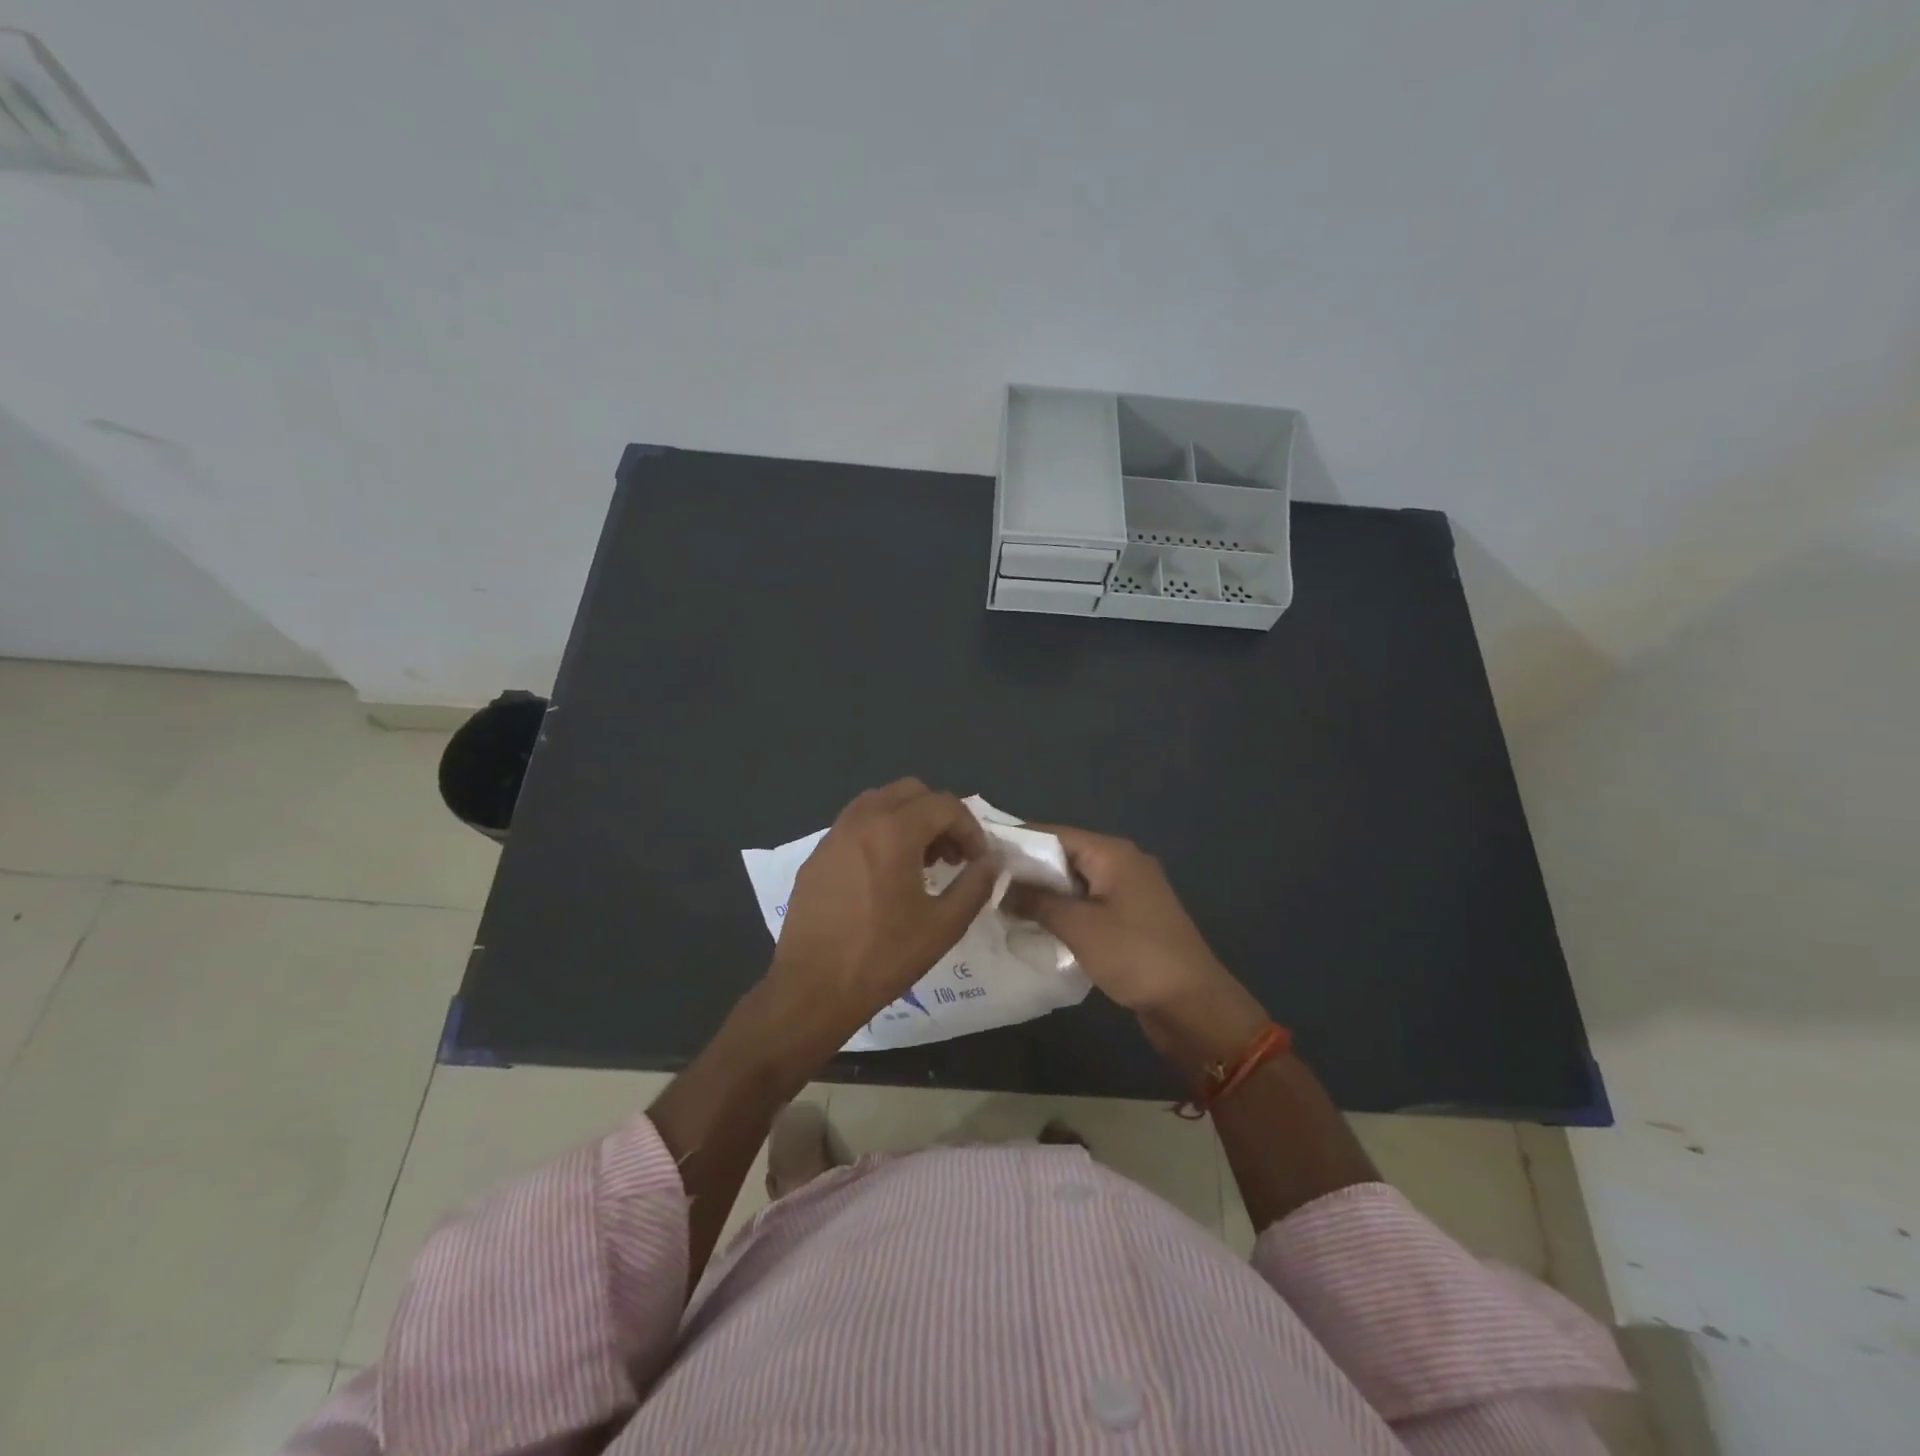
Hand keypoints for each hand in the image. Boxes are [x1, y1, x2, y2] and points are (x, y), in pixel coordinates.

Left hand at [766, 779, 996, 1041]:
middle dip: (939, 816)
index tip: (977, 861)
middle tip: (950, 856)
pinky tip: (883, 876)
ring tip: (919, 863)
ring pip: (879, 802)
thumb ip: (975, 885)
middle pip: (911, 792)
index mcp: (893, 831)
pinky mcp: (816, 855)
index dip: (970, 829)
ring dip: (908, 820)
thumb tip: (993, 861)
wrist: (812, 989)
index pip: (944, 804)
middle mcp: (861, 820)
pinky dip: (879, 833)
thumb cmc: (882, 957)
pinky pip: (855, 825)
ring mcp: (833, 835)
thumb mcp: (943, 925)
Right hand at [1001, 827, 1226, 1007]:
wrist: (1192, 1005)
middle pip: (1064, 855)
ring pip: (1074, 882)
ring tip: (1000, 904)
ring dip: (1043, 893)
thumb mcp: (1079, 926)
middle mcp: (1122, 863)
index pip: (1054, 833)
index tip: (979, 853)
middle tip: (984, 883)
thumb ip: (1036, 901)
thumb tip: (999, 887)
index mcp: (1112, 853)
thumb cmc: (1135, 955)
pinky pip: (1087, 904)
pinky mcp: (1129, 919)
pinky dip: (1062, 911)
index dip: (1016, 841)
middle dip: (1026, 870)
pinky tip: (1035, 925)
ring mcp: (1128, 892)